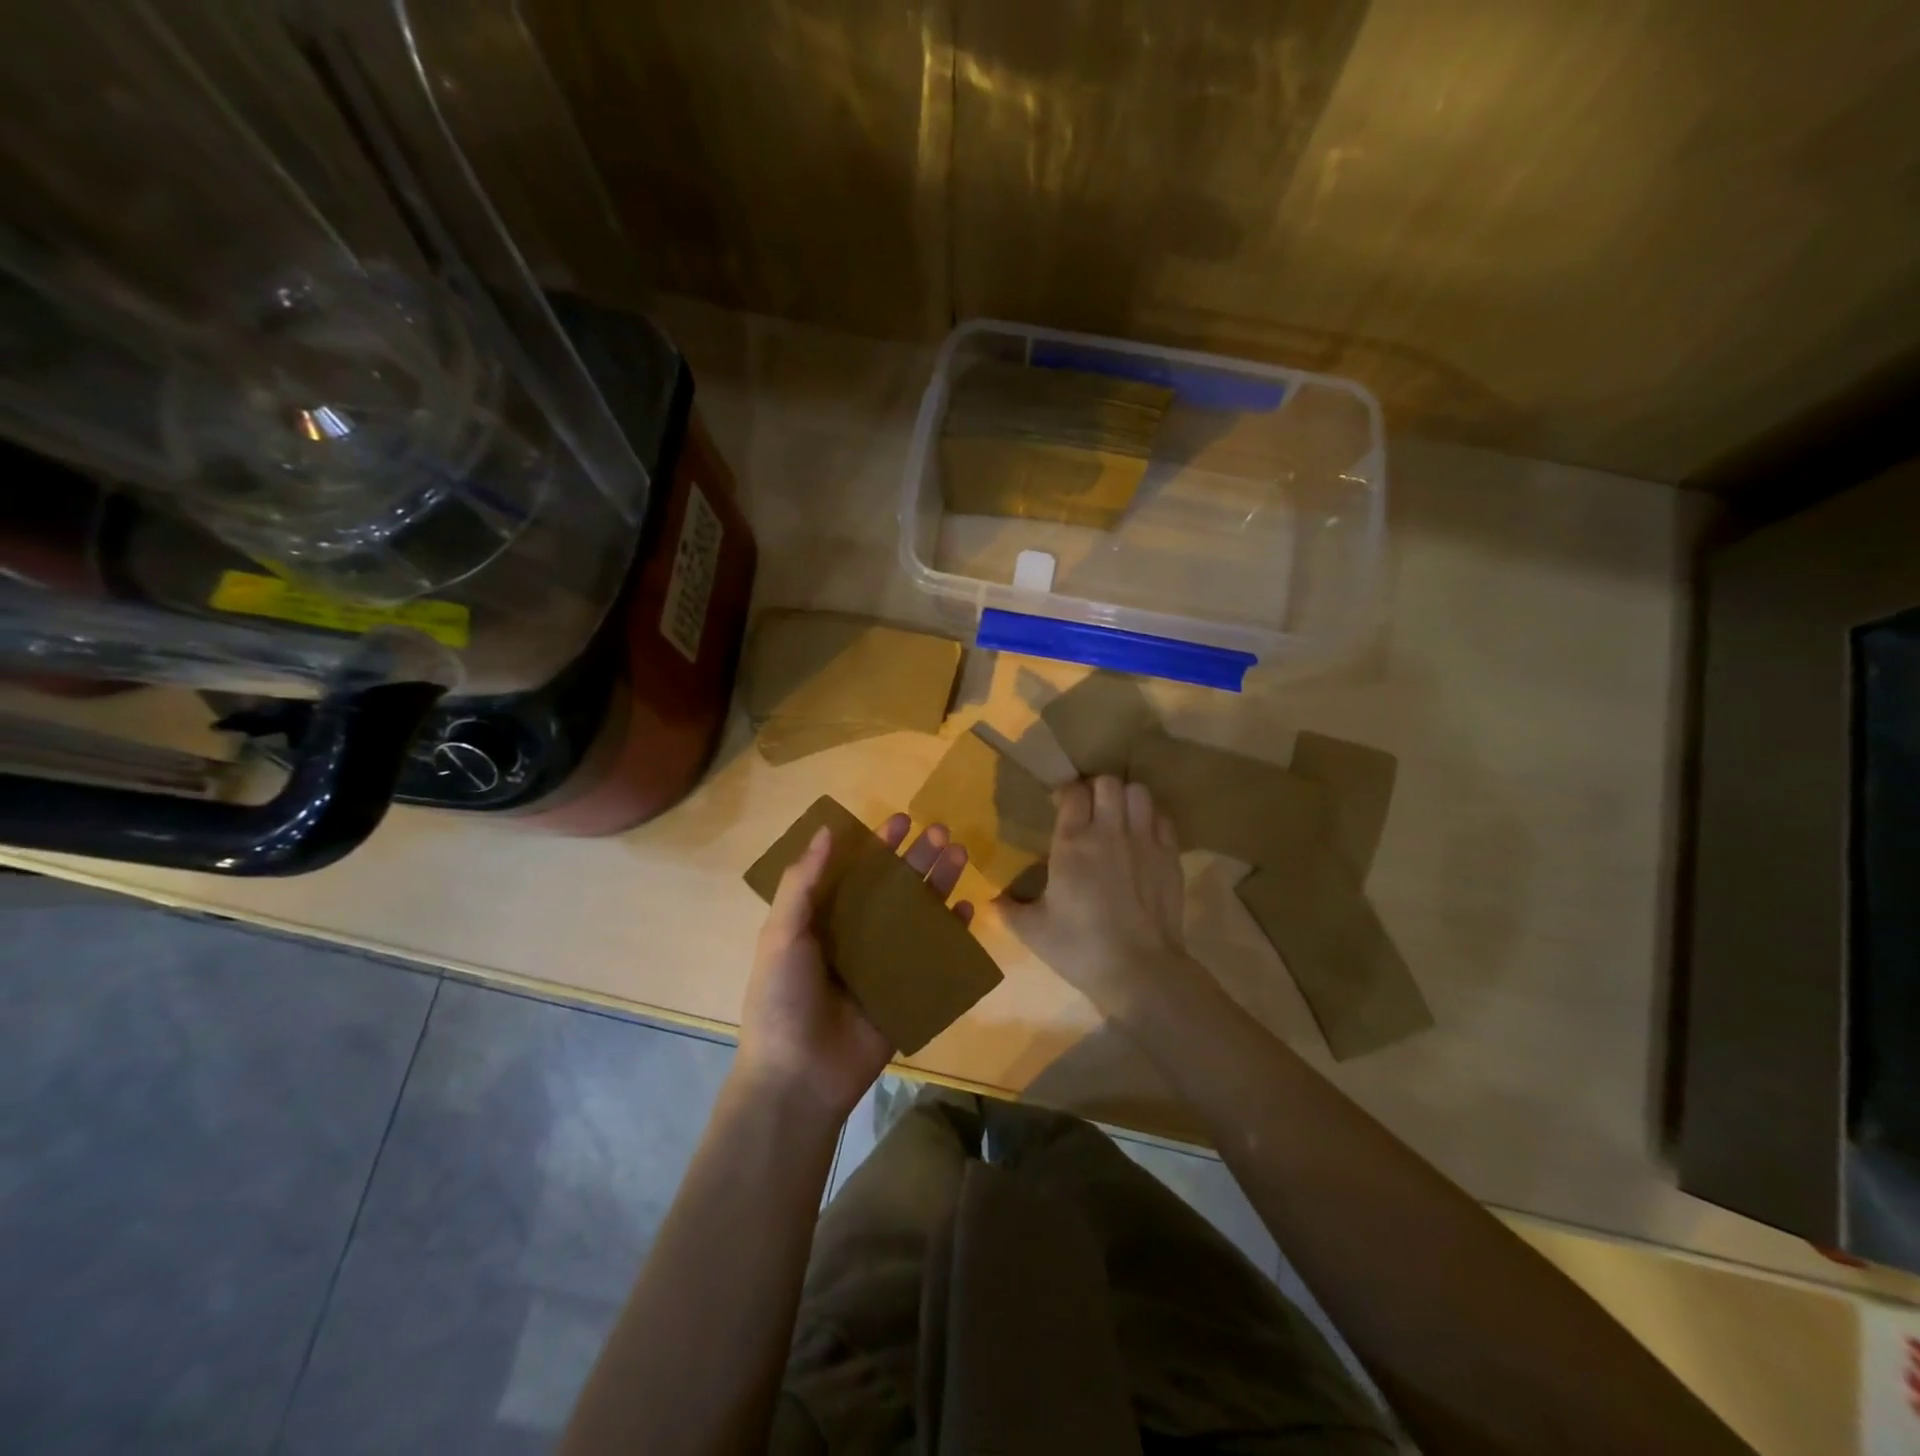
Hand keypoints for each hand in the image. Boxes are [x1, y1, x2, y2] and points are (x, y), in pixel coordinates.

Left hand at [737, 813, 974, 1121]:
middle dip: (916, 859)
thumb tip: (825, 830)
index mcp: (824, 920)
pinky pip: (935, 956)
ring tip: (959, 856)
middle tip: (941, 832)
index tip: (902, 820)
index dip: (878, 845)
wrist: (798, 1077)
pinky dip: (951, 932)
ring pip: (918, 915)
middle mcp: (857, 936)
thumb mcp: (782, 934)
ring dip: (938, 885)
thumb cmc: (783, 999)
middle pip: (894, 888)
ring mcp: (884, 964)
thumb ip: (802, 882)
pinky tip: (966, 908)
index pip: (856, 871)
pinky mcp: (907, 992)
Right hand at [996, 777, 1195, 1016]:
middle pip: (1107, 782)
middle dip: (1097, 789)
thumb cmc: (1080, 948)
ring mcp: (1144, 841)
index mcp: (1072, 844)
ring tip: (1118, 817)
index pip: (1073, 792)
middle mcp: (1108, 832)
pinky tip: (1142, 838)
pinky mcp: (1170, 856)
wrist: (1140, 971)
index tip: (1061, 805)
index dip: (1066, 793)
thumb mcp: (1033, 931)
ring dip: (1126, 798)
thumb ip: (1008, 910)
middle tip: (1090, 809)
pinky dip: (1151, 819)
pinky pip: (1162, 818)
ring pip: (1138, 792)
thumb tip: (990, 902)